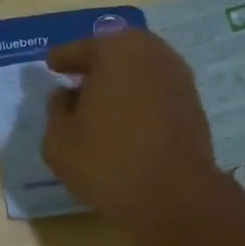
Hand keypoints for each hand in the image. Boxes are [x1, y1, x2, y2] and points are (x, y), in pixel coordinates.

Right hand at [41, 30, 220, 235]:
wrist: (173, 196)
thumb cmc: (107, 162)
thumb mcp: (59, 141)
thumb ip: (55, 111)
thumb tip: (64, 96)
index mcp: (116, 50)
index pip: (81, 48)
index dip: (63, 58)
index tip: (51, 64)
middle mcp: (153, 53)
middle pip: (115, 54)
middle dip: (95, 67)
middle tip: (76, 82)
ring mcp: (179, 78)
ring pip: (139, 73)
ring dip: (120, 85)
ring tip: (100, 106)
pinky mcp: (193, 105)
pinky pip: (155, 94)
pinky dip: (139, 101)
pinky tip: (125, 122)